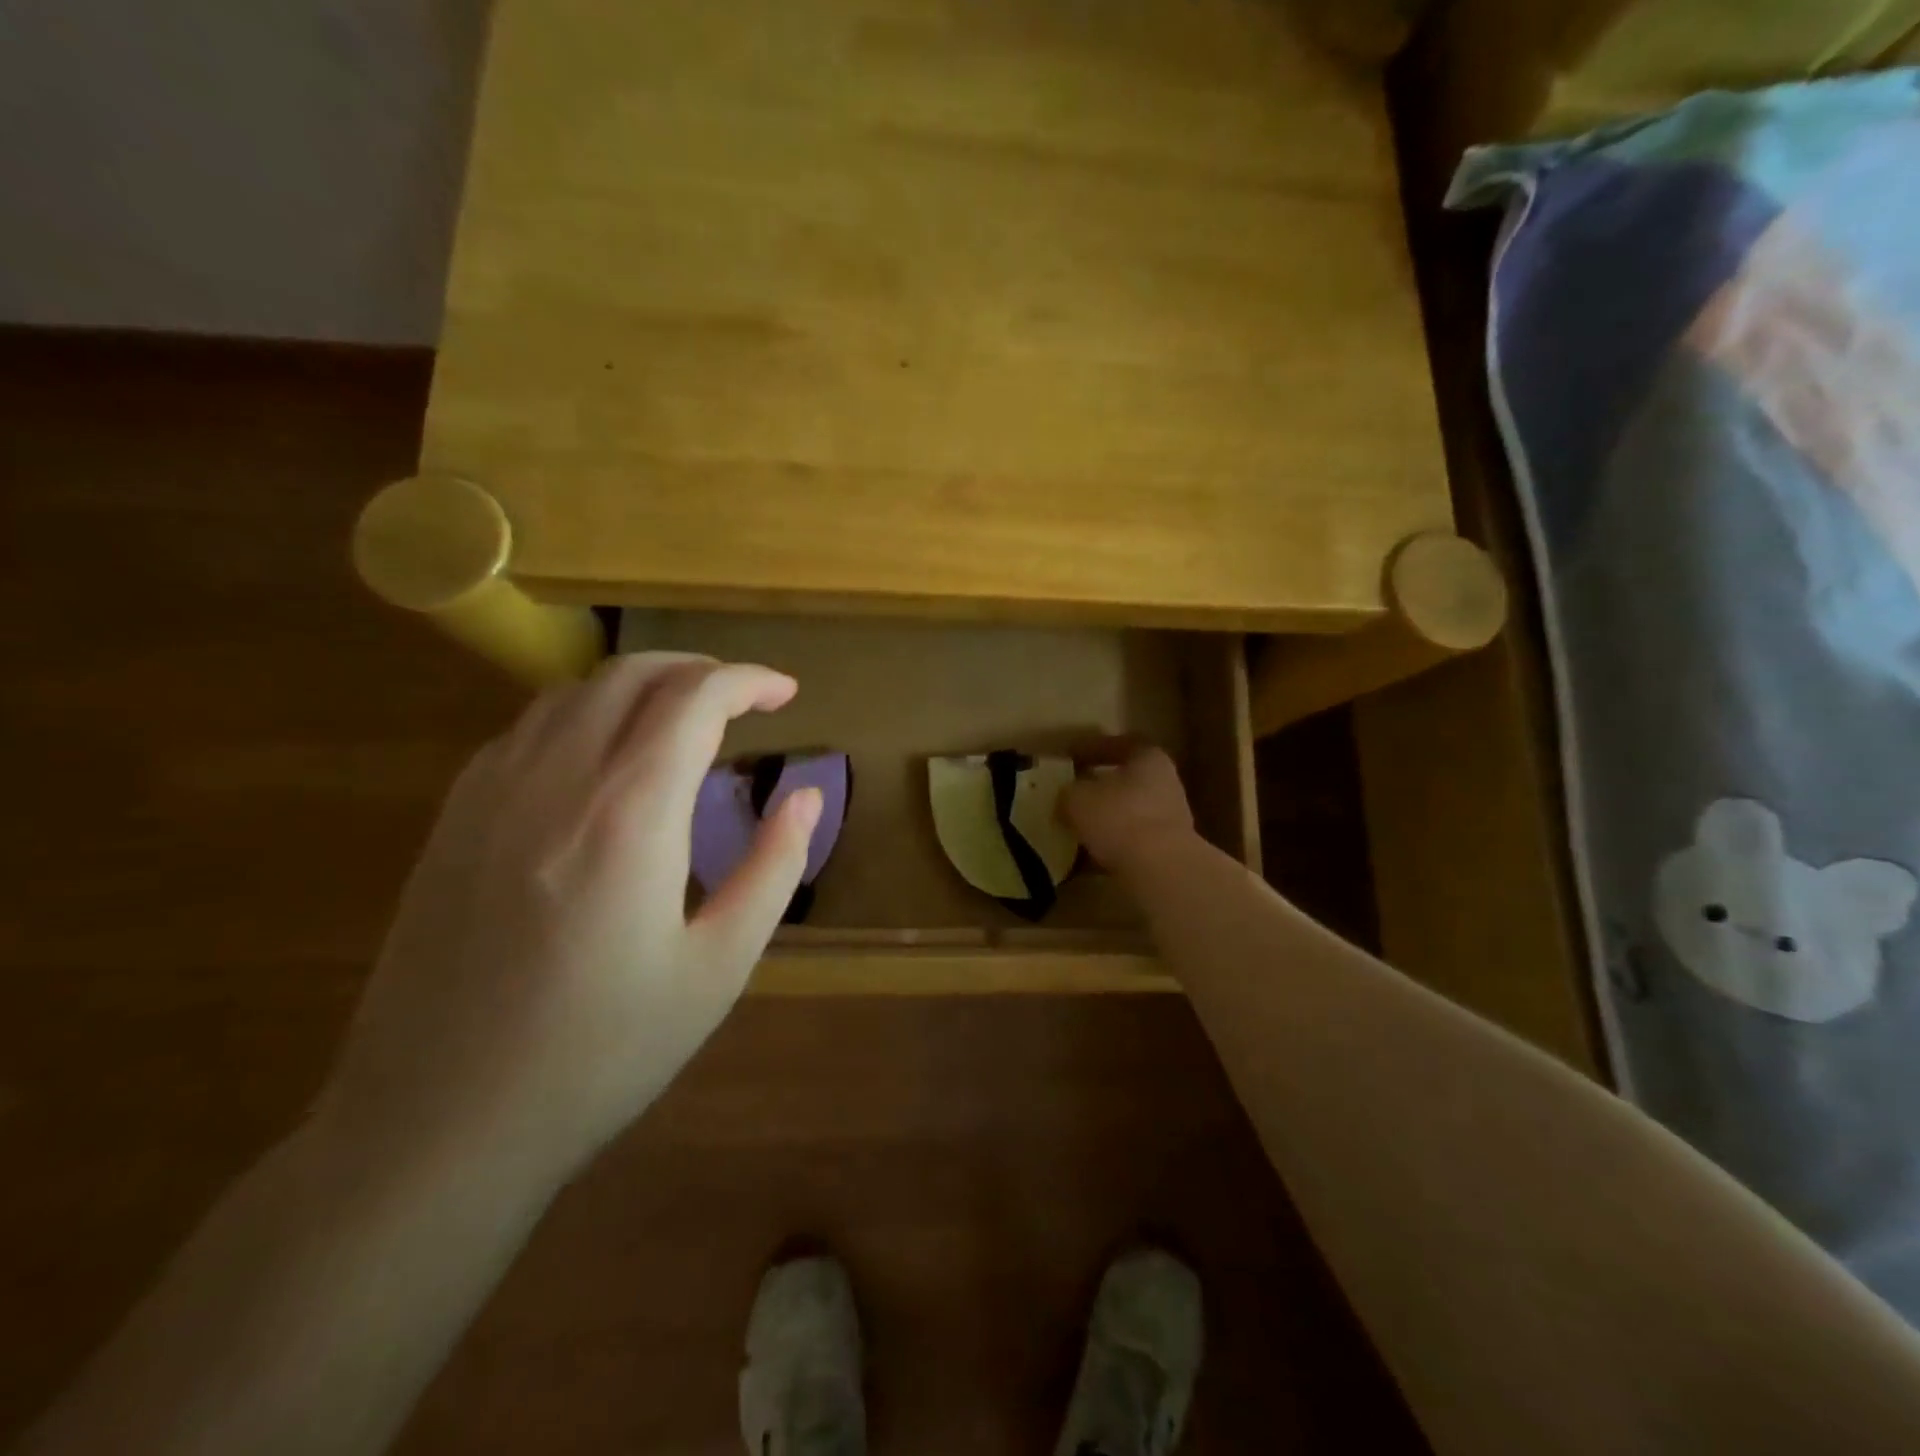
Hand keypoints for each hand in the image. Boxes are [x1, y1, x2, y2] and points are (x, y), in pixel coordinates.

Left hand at [315, 654, 819, 1190]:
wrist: (438, 1127)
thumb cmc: (602, 1053)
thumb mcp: (719, 967)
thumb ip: (773, 868)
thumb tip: (806, 796)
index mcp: (630, 814)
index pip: (695, 700)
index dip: (748, 681)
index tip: (785, 693)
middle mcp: (556, 780)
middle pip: (630, 676)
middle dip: (696, 669)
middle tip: (741, 698)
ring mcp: (490, 795)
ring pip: (572, 693)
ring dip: (638, 686)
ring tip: (680, 719)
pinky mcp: (452, 821)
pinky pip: (525, 730)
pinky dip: (582, 715)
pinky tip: (602, 759)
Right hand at [1061, 738, 1196, 879]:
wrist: (1159, 871)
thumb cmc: (1118, 818)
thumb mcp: (1077, 798)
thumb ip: (1069, 792)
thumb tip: (1067, 796)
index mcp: (1149, 759)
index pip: (1122, 744)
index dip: (1094, 748)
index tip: (1070, 756)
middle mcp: (1165, 785)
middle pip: (1127, 781)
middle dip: (1098, 789)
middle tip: (1070, 793)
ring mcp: (1169, 821)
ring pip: (1127, 815)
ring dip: (1102, 821)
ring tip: (1072, 828)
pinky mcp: (1165, 854)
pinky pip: (1129, 844)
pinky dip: (1107, 848)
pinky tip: (1082, 858)